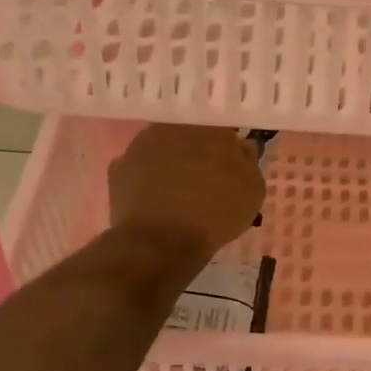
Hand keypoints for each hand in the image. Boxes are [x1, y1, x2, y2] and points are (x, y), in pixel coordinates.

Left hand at [108, 124, 265, 267]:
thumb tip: (241, 146)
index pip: (221, 128)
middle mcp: (173, 127)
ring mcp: (141, 145)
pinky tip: (154, 200)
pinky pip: (139, 169)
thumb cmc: (215, 215)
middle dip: (196, 151)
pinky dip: (146, 180)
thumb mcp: (252, 191)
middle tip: (204, 178)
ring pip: (161, 148)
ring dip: (170, 162)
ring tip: (177, 192)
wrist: (162, 243)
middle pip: (188, 134)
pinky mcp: (118, 168)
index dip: (226, 146)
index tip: (229, 164)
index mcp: (209, 128)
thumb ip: (248, 162)